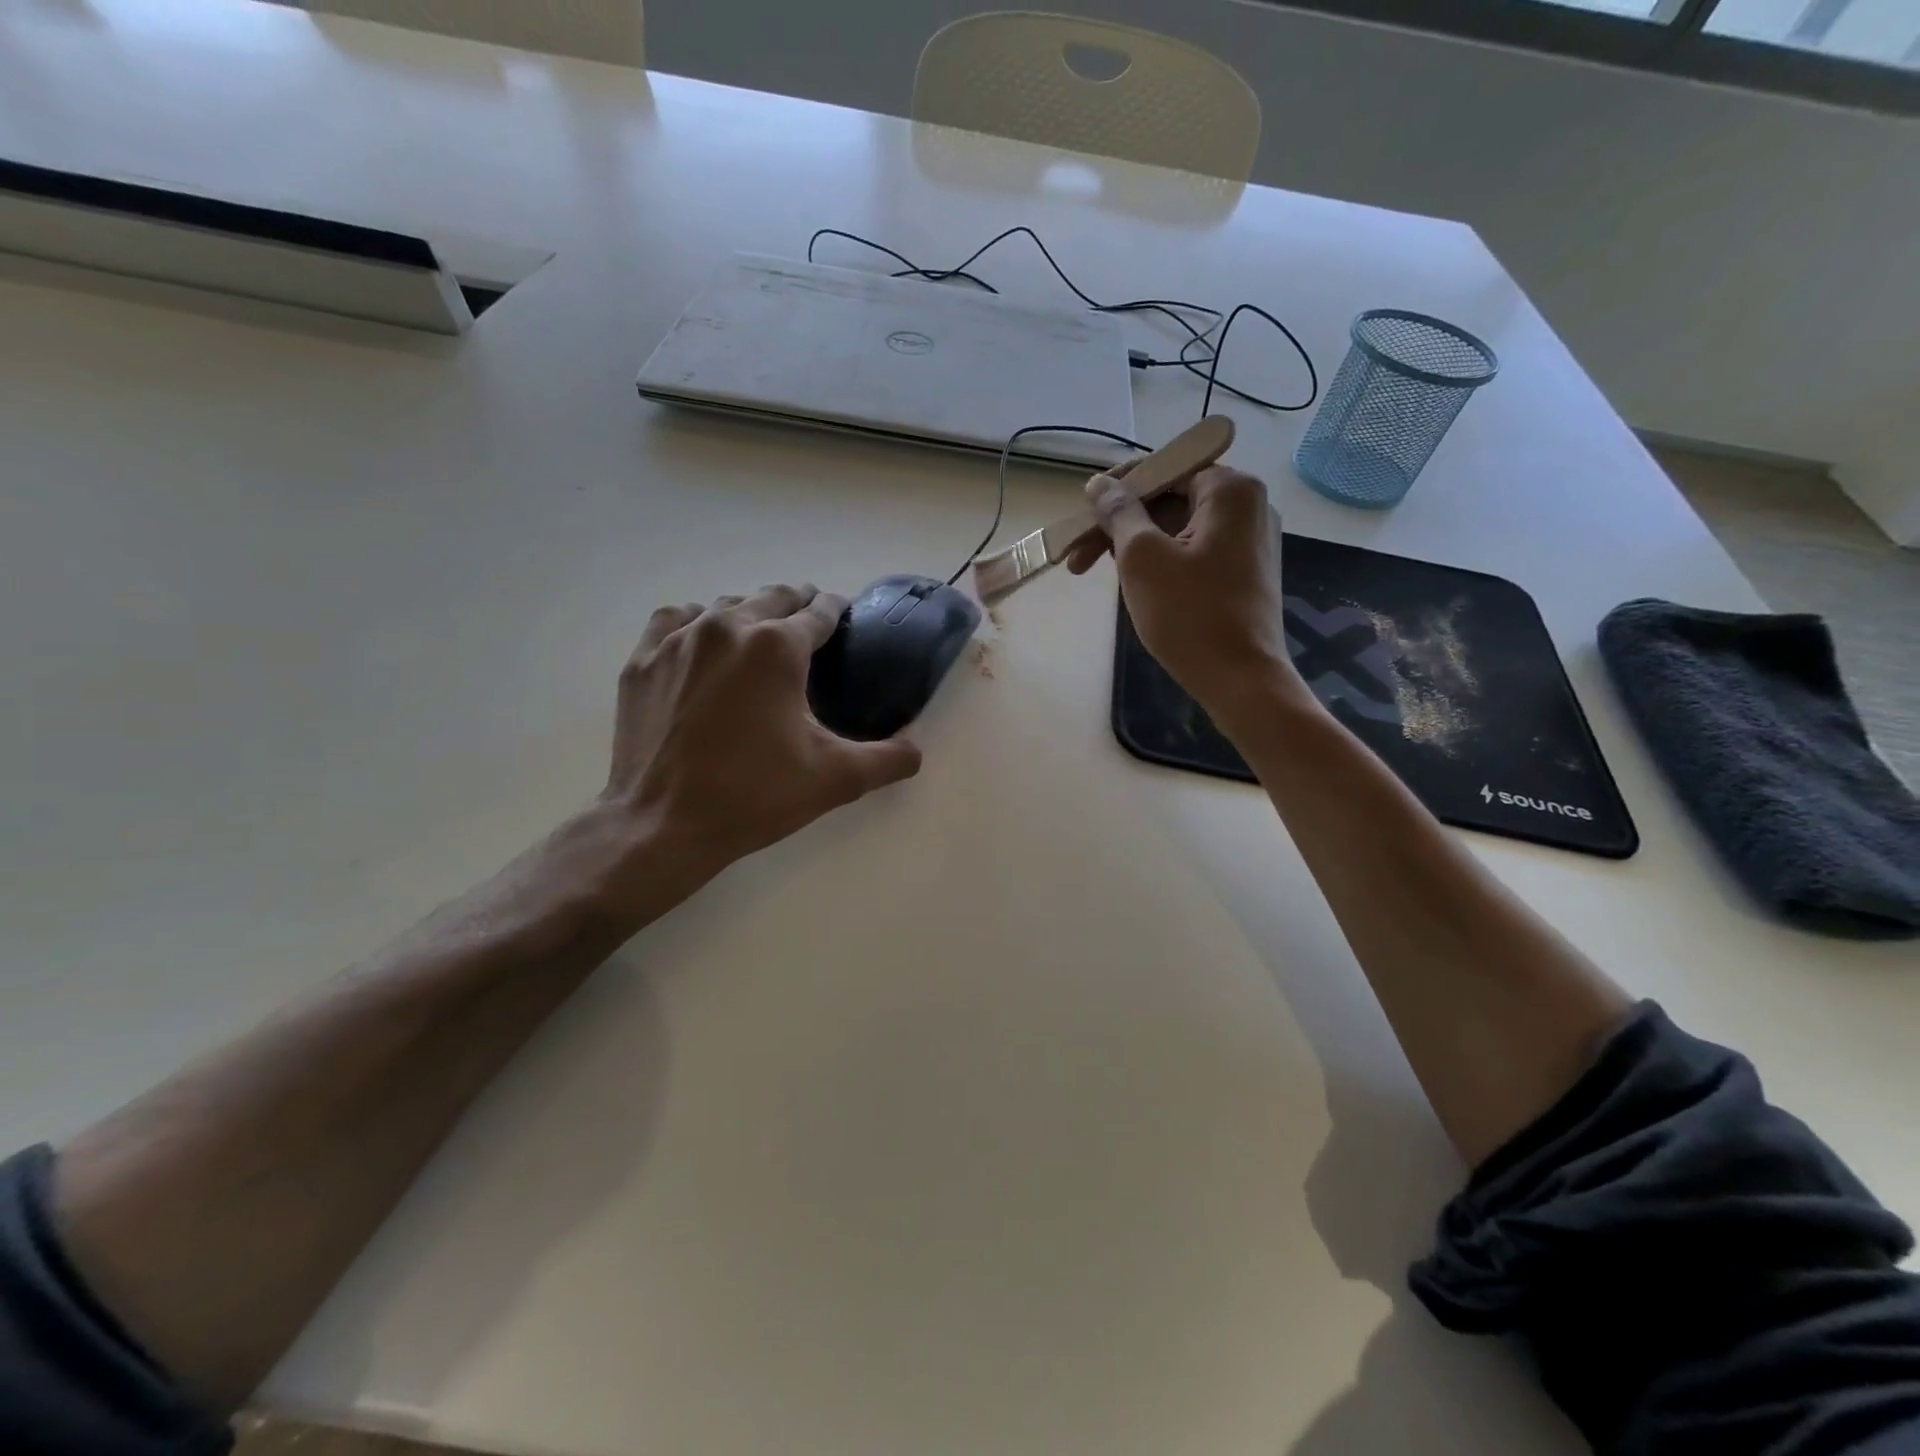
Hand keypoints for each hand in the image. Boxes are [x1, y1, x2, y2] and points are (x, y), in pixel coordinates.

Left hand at [597, 584, 922, 899]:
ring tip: (760, 638)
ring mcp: (679, 641)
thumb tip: (916, 748)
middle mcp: (729, 627)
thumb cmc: (754, 796)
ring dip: (750, 614)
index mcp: (778, 647)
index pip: (819, 611)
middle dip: (797, 605)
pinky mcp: (643, 660)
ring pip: (725, 605)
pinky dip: (697, 622)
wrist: (663, 826)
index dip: (837, 610)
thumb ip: (888, 759)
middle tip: (810, 627)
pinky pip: (676, 620)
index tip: (844, 616)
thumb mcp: (835, 779)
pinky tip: (703, 644)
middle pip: (773, 596)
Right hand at [1065, 463, 1302, 730]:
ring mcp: (1250, 540)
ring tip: (1102, 577)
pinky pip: (1193, 550)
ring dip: (1135, 547)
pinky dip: (1161, 561)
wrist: (1241, 679)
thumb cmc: (1189, 615)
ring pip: (1177, 528)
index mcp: (1230, 489)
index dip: (1115, 490)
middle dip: (1120, 526)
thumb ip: (1118, 513)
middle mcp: (1248, 505)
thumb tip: (1098, 484)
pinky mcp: (1245, 570)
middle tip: (1079, 560)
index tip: (1082, 518)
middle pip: (1168, 499)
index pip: (1162, 468)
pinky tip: (1136, 586)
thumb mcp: (1141, 558)